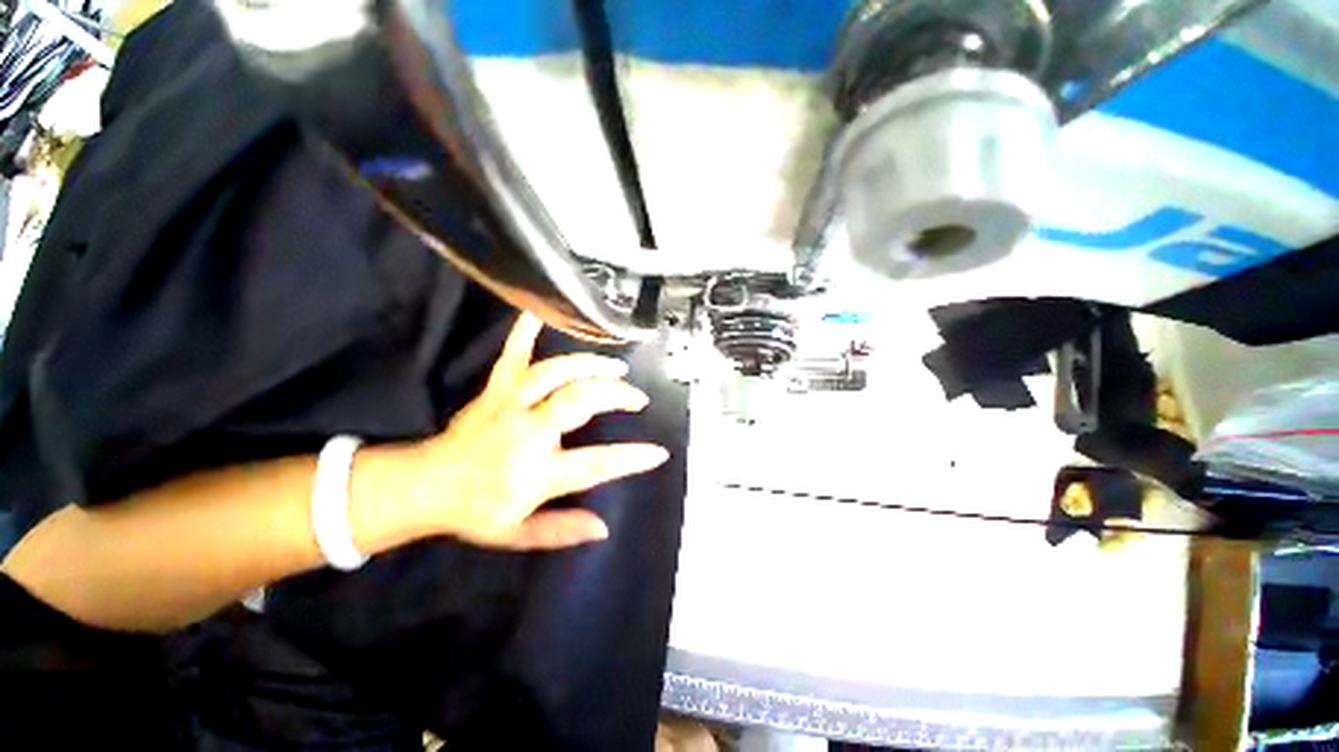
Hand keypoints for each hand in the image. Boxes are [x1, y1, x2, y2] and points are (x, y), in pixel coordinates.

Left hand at [356, 314, 668, 551]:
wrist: (423, 486)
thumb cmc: (475, 511)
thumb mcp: (517, 534)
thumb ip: (561, 530)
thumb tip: (603, 527)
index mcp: (535, 472)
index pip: (594, 464)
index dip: (630, 458)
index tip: (658, 452)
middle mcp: (527, 432)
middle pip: (579, 402)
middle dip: (615, 395)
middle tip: (637, 398)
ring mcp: (510, 404)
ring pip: (555, 373)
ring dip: (590, 365)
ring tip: (615, 366)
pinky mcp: (496, 389)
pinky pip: (512, 355)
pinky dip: (524, 332)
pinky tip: (538, 312)